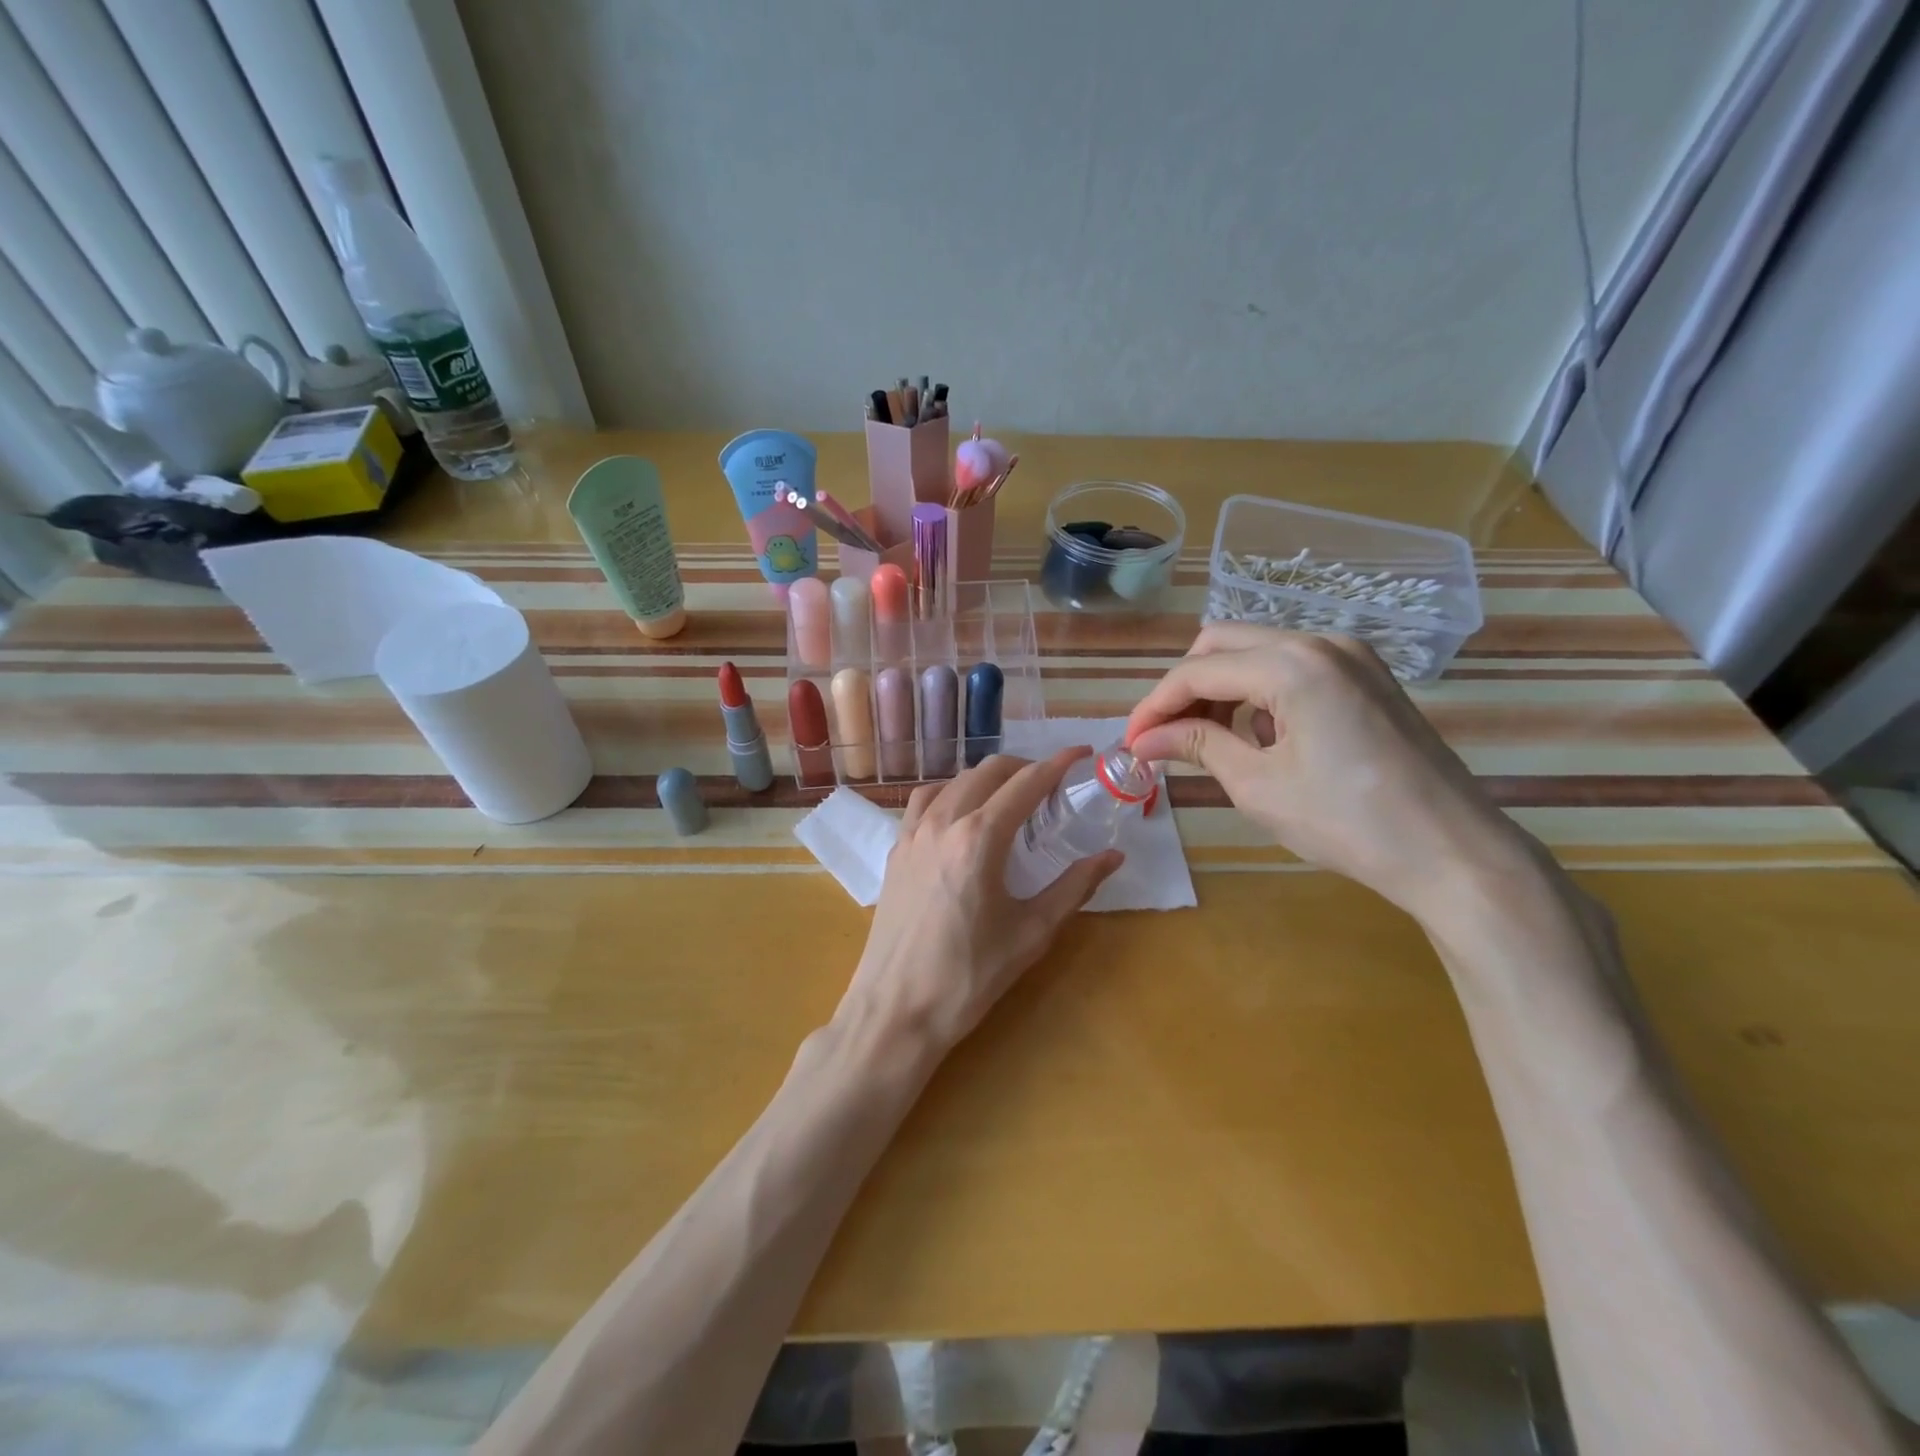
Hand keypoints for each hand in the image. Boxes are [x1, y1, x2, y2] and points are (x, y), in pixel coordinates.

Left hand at [843, 750, 1123, 1049]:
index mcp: (980, 837)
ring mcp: (912, 834)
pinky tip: (961, 814)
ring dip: (987, 778)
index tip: (1082, 752)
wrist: (896, 1009)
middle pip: (988, 772)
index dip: (1058, 763)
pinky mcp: (895, 851)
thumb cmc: (969, 976)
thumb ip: (1074, 887)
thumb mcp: (1031, 933)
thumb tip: (1113, 857)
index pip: (1026, 783)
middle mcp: (943, 822)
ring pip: (953, 781)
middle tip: (1051, 783)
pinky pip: (924, 801)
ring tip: (1010, 795)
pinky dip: (950, 792)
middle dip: (1024, 767)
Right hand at [1124, 624, 1522, 921]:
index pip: (1197, 671)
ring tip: (1207, 741)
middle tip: (1164, 737)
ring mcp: (1351, 654)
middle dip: (1185, 688)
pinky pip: (1292, 665)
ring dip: (1221, 688)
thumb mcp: (1256, 785)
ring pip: (1257, 650)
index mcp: (1292, 664)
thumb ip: (1196, 745)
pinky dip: (1260, 692)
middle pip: (1223, 643)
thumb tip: (1142, 740)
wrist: (1450, 851)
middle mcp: (1320, 642)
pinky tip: (1262, 737)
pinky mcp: (1366, 675)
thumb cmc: (1346, 822)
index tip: (1129, 743)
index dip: (1154, 706)